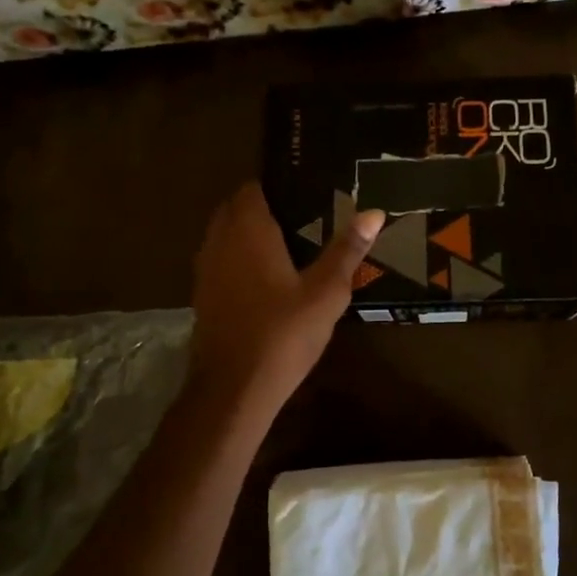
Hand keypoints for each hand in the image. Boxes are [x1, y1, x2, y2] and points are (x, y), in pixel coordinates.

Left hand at [186, 183, 383, 422]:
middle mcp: (220, 242)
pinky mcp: (203, 296)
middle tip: (302, 218)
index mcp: (248, 231)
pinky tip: (267, 280)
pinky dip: (239, 259)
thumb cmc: (283, 333)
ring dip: (248, 234)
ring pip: (225, 236)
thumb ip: (347, 250)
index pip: (252, 189)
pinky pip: (220, 261)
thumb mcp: (326, 292)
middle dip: (263, 208)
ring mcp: (206, 270)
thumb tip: (374, 212)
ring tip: (288, 245)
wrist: (234, 389)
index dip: (276, 186)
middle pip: (235, 209)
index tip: (305, 192)